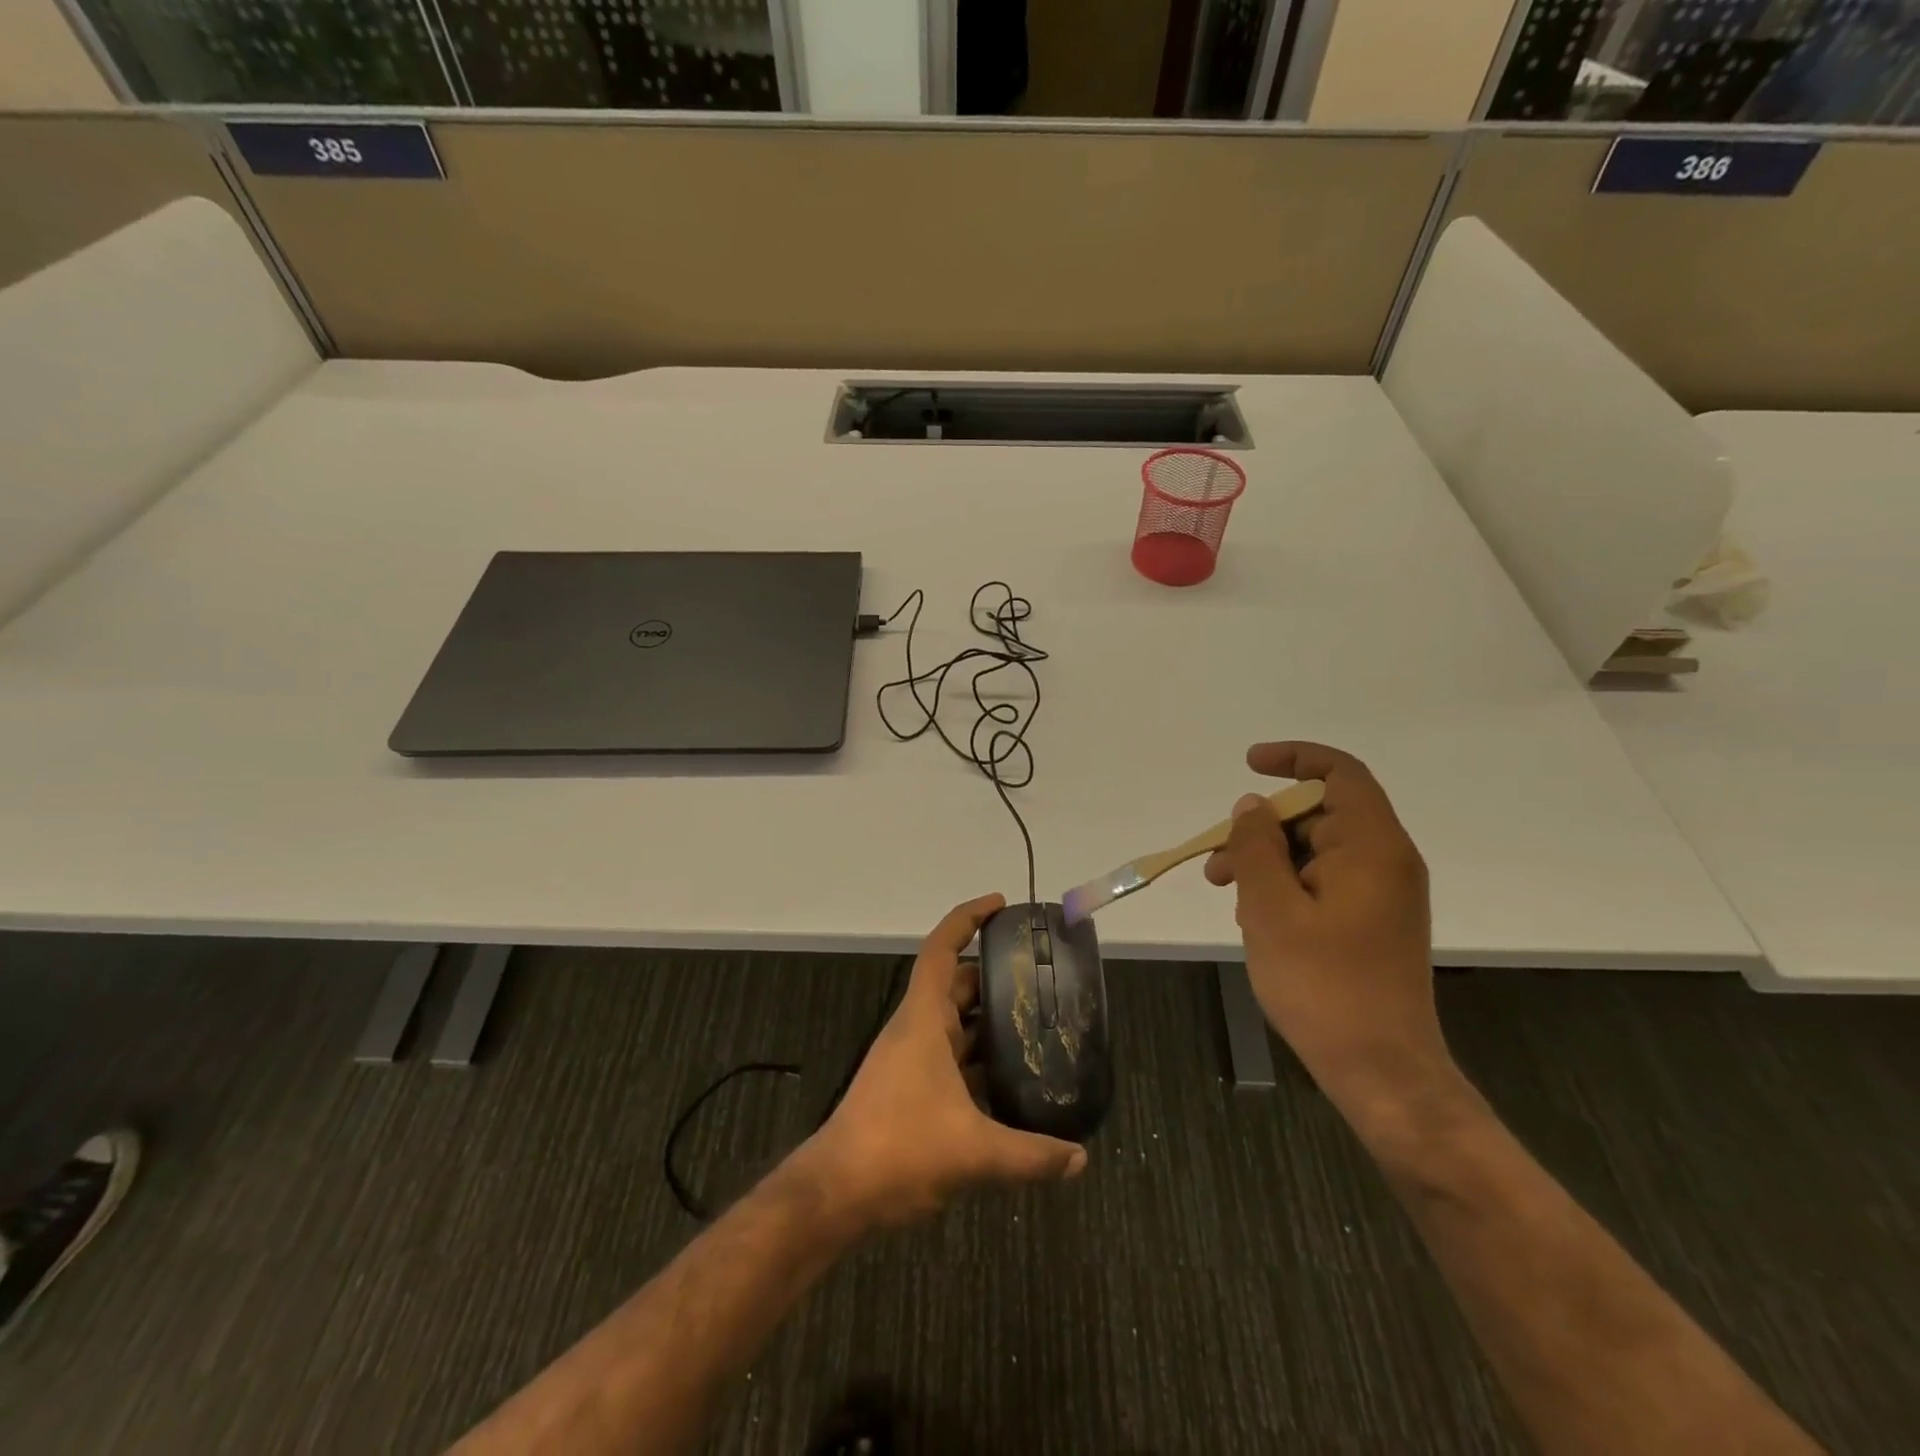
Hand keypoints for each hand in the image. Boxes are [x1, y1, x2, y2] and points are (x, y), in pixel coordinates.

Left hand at [805, 893, 1087, 1228]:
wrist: (836, 1194)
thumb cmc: (898, 1149)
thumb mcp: (972, 1151)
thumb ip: (1031, 1155)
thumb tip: (1080, 1159)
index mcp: (923, 1019)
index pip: (942, 949)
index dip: (968, 918)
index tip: (1000, 904)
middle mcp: (917, 1029)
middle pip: (957, 985)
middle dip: (994, 974)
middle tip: (1040, 976)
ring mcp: (912, 1060)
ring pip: (956, 1024)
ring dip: (989, 1020)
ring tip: (1037, 1022)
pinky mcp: (912, 1089)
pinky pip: (954, 1058)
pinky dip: (981, 1059)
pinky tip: (1012, 1080)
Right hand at [1204, 742, 1450, 1118]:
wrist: (1380, 1069)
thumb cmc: (1322, 984)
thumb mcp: (1271, 909)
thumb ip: (1256, 847)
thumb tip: (1253, 806)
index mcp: (1372, 847)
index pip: (1340, 774)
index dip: (1294, 758)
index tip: (1248, 765)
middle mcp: (1385, 861)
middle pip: (1320, 814)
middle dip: (1262, 826)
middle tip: (1214, 858)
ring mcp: (1381, 894)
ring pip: (1315, 850)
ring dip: (1266, 859)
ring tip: (1223, 891)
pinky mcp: (1371, 922)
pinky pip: (1323, 881)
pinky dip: (1284, 884)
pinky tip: (1254, 917)